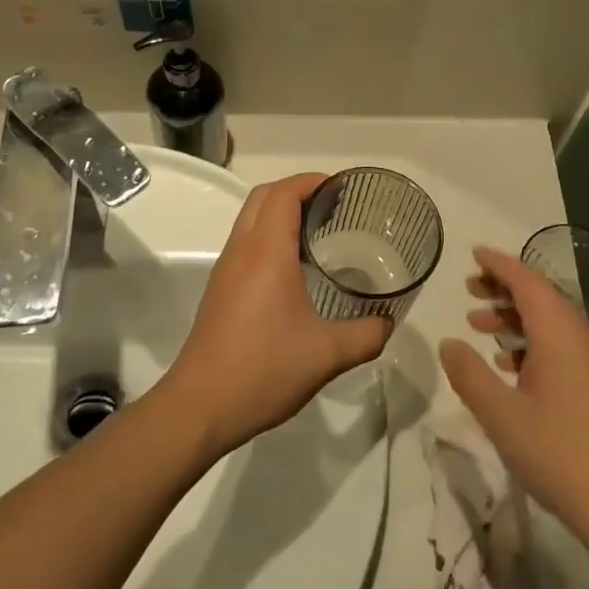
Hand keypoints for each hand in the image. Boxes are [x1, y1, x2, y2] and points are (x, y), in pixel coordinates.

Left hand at [162, 174, 392, 458]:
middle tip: (334, 205)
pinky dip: (269, 236)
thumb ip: (367, 335)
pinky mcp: (220, 290)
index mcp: (266, 252)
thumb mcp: (328, 355)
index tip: (343, 188)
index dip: (313, 181)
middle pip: (264, 196)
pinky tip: (295, 268)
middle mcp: (242, 250)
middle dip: (298, 189)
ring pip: (250, 218)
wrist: (199, 407)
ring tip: (319, 231)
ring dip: (280, 212)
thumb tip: (388, 322)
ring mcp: (226, 270)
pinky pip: (245, 243)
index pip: (285, 192)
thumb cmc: (263, 370)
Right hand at [439, 247, 588, 549]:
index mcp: (559, 330)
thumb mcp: (500, 414)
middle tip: (469, 290)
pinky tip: (510, 365)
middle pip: (540, 296)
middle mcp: (582, 334)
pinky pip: (562, 345)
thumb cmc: (558, 451)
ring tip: (479, 326)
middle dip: (503, 289)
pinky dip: (533, 342)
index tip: (473, 254)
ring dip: (515, 318)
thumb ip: (469, 374)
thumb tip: (449, 343)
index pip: (526, 279)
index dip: (498, 264)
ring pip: (551, 322)